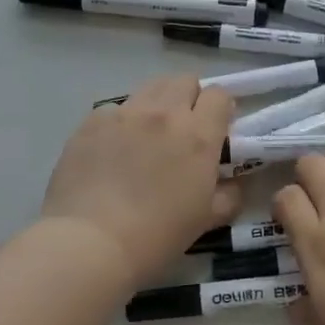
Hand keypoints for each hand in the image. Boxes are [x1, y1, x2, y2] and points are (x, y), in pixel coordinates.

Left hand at [41, 74, 240, 286]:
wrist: (91, 243)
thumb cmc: (158, 236)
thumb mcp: (206, 220)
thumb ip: (228, 195)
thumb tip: (233, 183)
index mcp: (199, 135)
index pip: (219, 95)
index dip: (220, 109)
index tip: (216, 129)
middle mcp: (164, 113)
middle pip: (184, 81)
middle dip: (189, 98)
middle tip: (184, 128)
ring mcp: (124, 114)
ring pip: (149, 88)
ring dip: (156, 104)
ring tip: (148, 134)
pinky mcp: (91, 123)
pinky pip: (113, 109)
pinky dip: (120, 122)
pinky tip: (112, 149)